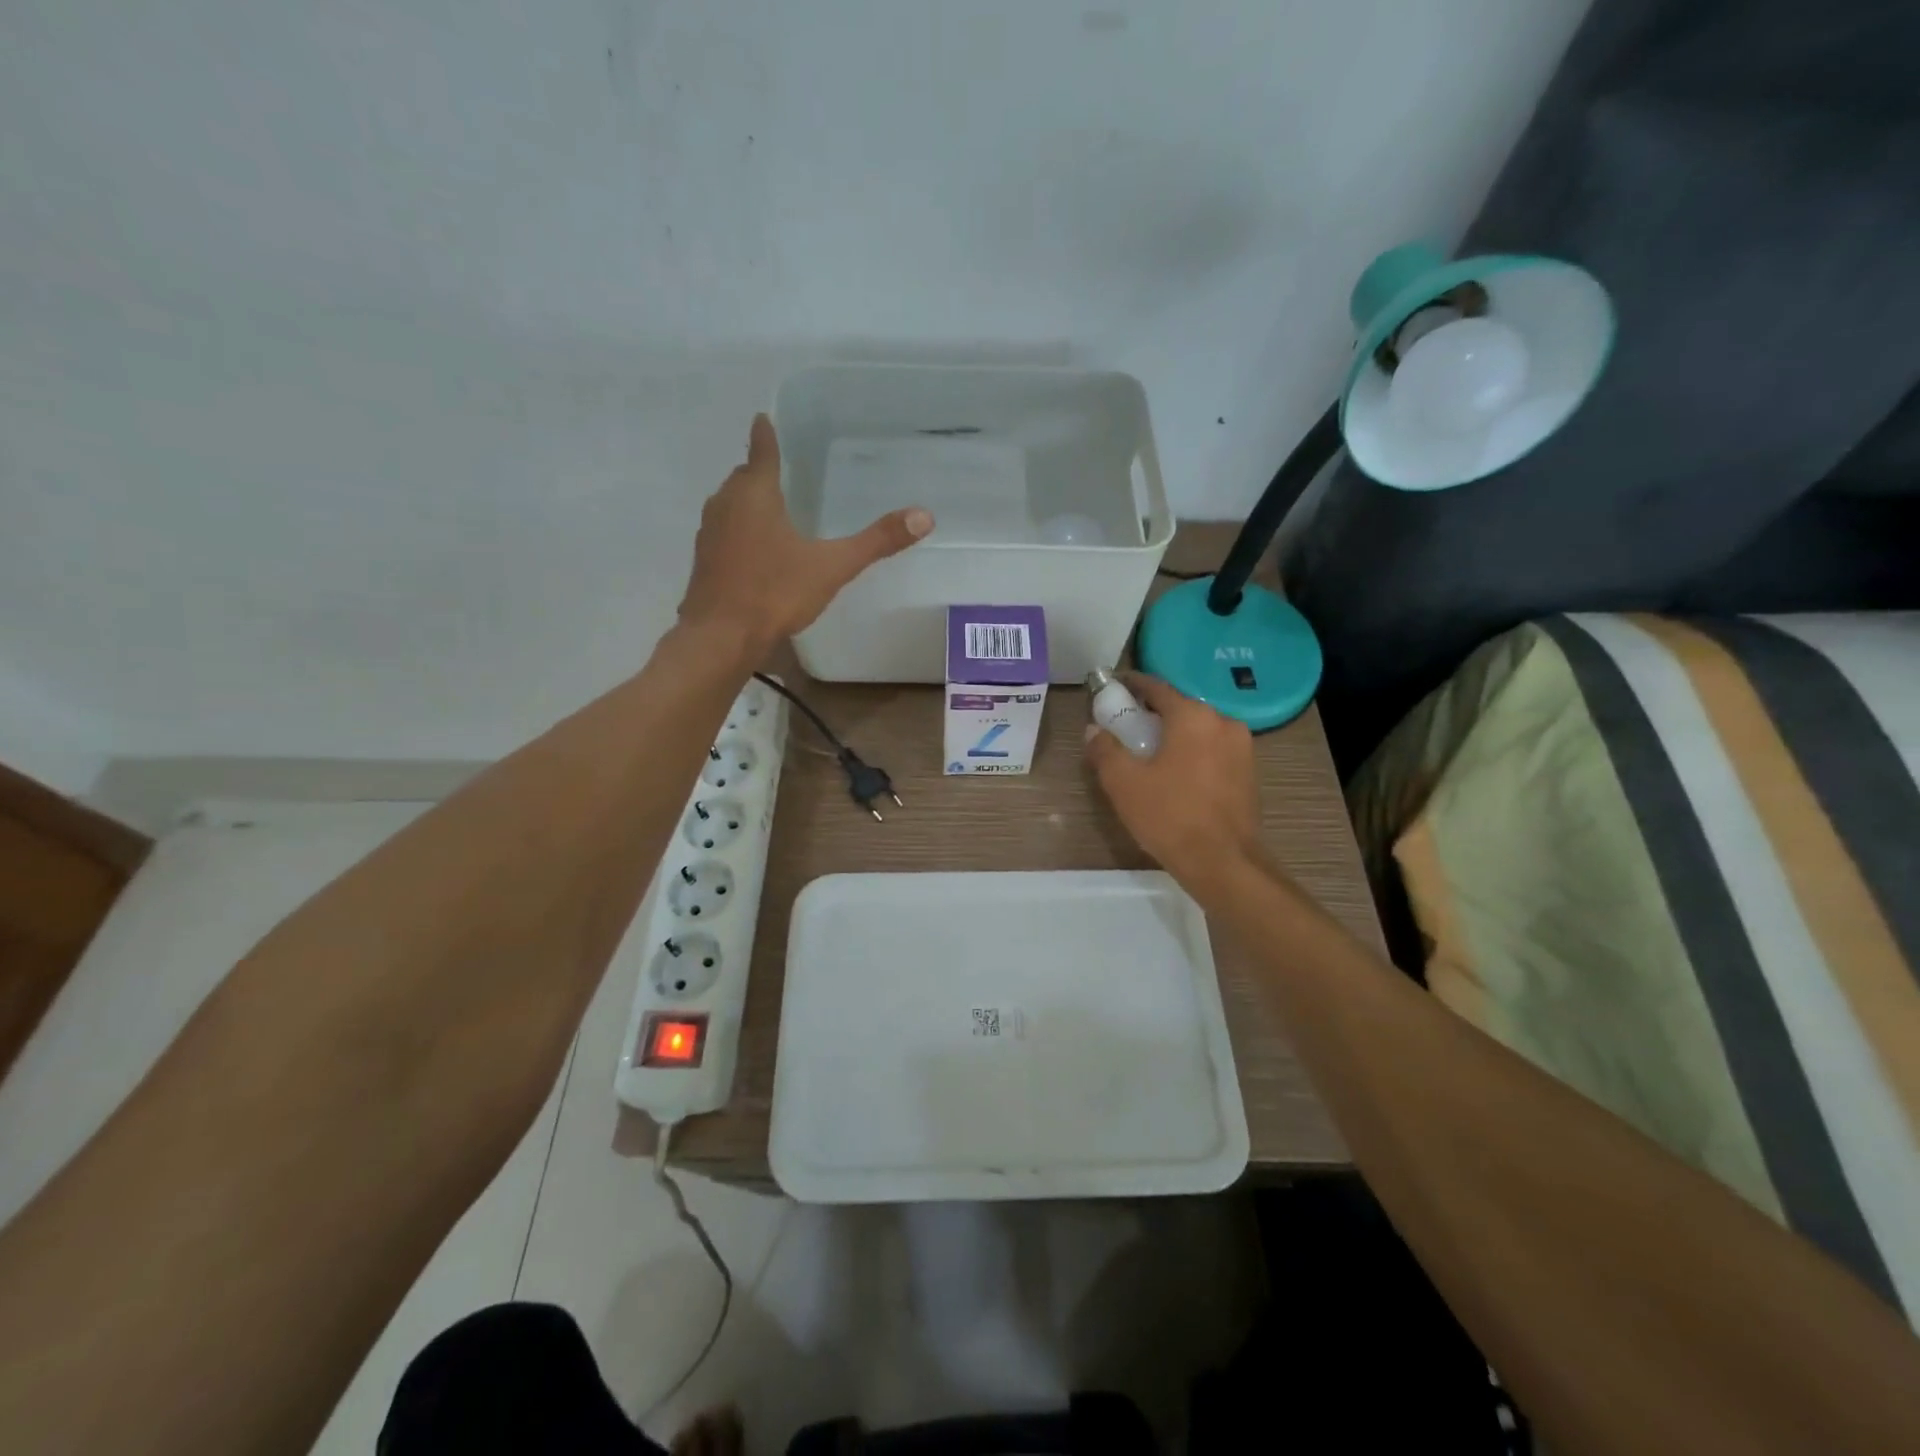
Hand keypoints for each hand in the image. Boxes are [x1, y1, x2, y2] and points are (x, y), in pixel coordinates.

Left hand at [678, 415, 932, 646]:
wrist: (721, 637)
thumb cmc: (775, 593)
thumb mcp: (832, 567)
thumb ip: (876, 542)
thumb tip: (924, 516)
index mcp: (755, 495)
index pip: (762, 452)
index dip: (765, 435)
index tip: (762, 417)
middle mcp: (726, 505)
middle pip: (743, 478)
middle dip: (758, 471)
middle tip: (778, 468)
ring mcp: (710, 534)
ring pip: (730, 505)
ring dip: (747, 501)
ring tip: (769, 506)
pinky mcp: (704, 562)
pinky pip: (724, 532)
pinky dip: (738, 529)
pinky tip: (754, 549)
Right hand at [1084, 674, 1259, 888]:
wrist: (1224, 863)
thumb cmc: (1170, 816)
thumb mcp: (1123, 783)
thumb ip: (1105, 750)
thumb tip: (1094, 730)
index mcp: (1193, 716)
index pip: (1157, 688)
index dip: (1132, 685)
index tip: (1113, 687)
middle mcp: (1223, 722)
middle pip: (1180, 708)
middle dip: (1152, 714)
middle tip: (1126, 727)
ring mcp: (1242, 748)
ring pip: (1199, 730)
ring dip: (1174, 735)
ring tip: (1149, 753)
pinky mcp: (1249, 772)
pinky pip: (1213, 750)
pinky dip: (1192, 753)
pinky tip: (1175, 774)